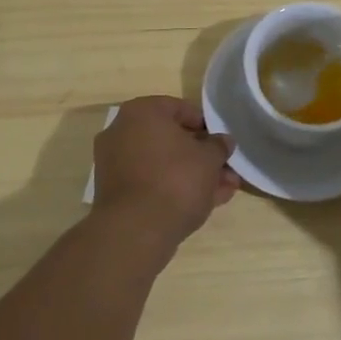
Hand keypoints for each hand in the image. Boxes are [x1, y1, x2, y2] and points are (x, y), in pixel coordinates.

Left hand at [90, 96, 239, 254]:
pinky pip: (151, 182)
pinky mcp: (115, 192)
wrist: (136, 231)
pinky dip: (174, 188)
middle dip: (201, 155)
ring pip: (163, 163)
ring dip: (193, 174)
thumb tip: (224, 141)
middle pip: (171, 139)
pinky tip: (204, 202)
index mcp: (142, 111)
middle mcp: (122, 131)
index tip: (222, 143)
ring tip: (223, 190)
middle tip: (226, 169)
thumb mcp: (209, 159)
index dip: (206, 126)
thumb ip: (219, 146)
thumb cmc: (176, 179)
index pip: (181, 108)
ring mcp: (115, 163)